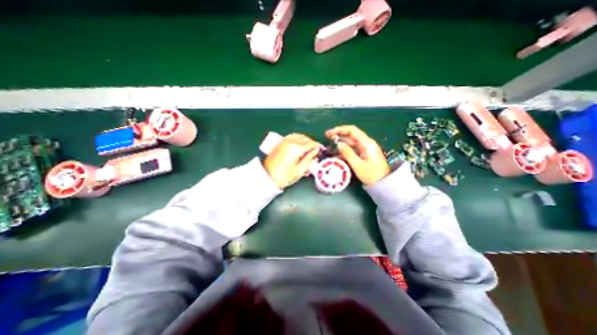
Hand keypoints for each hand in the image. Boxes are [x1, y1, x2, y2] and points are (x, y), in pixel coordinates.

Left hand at [265, 133, 321, 191]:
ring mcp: (284, 141)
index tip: (320, 150)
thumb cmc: (285, 176)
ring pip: (298, 135)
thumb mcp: (300, 170)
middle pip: (305, 138)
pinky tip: (299, 144)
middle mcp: (290, 141)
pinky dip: (298, 138)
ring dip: (305, 140)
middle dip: (312, 143)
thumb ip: (309, 159)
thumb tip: (315, 151)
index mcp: (296, 148)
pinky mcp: (280, 143)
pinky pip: (292, 136)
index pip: (310, 143)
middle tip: (315, 150)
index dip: (317, 146)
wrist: (267, 177)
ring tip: (308, 148)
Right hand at [326, 124, 391, 184]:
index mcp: (366, 143)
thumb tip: (338, 144)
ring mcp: (364, 149)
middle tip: (327, 138)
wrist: (384, 184)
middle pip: (350, 136)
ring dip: (340, 144)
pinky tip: (337, 155)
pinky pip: (352, 150)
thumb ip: (347, 153)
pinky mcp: (363, 154)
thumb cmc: (372, 175)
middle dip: (338, 136)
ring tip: (330, 148)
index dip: (339, 130)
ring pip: (350, 143)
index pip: (352, 130)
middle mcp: (366, 143)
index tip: (329, 133)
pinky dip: (344, 151)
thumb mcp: (358, 165)